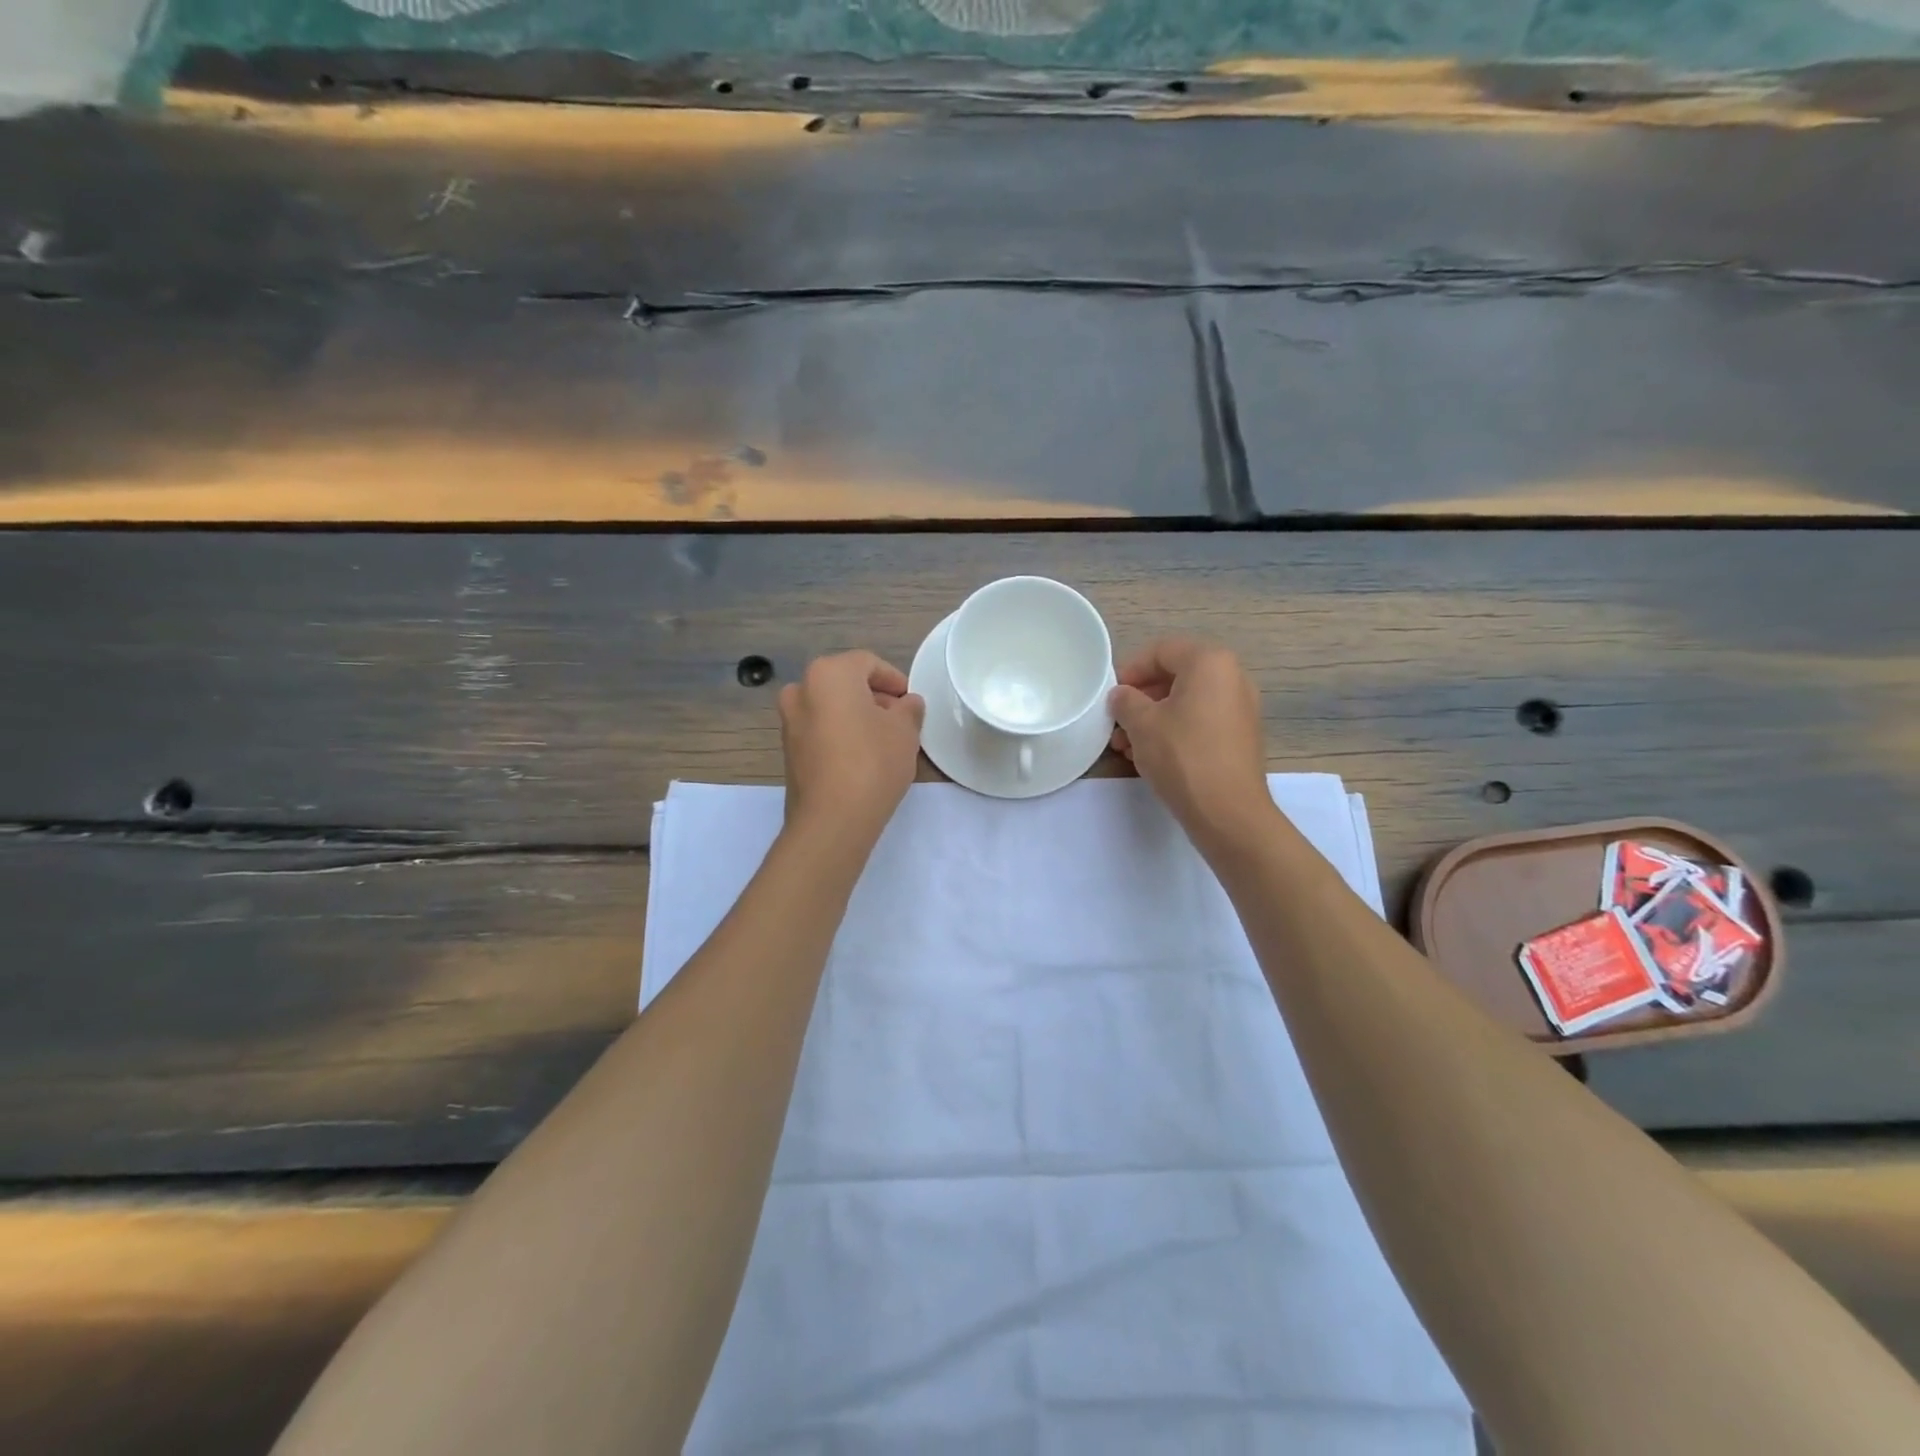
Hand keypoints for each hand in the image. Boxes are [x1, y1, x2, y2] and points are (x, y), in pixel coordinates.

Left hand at [778, 651, 925, 849]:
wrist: (832, 819)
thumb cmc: (872, 762)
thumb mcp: (904, 731)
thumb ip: (909, 709)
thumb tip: (907, 704)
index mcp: (828, 674)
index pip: (868, 663)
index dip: (894, 680)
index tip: (910, 702)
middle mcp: (801, 690)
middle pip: (846, 684)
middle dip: (874, 698)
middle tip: (900, 721)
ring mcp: (789, 721)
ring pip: (831, 708)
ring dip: (857, 717)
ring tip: (884, 742)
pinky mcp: (788, 751)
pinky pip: (820, 730)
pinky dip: (840, 735)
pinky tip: (862, 758)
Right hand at [1109, 638, 1272, 849]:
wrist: (1228, 813)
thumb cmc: (1183, 757)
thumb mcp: (1142, 724)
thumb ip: (1125, 701)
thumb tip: (1122, 696)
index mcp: (1210, 663)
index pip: (1161, 650)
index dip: (1130, 669)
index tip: (1111, 695)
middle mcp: (1232, 677)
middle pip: (1175, 675)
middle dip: (1140, 698)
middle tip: (1116, 722)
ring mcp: (1240, 708)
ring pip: (1186, 702)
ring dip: (1153, 718)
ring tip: (1126, 746)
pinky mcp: (1240, 736)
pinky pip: (1200, 721)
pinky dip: (1174, 730)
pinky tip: (1150, 756)